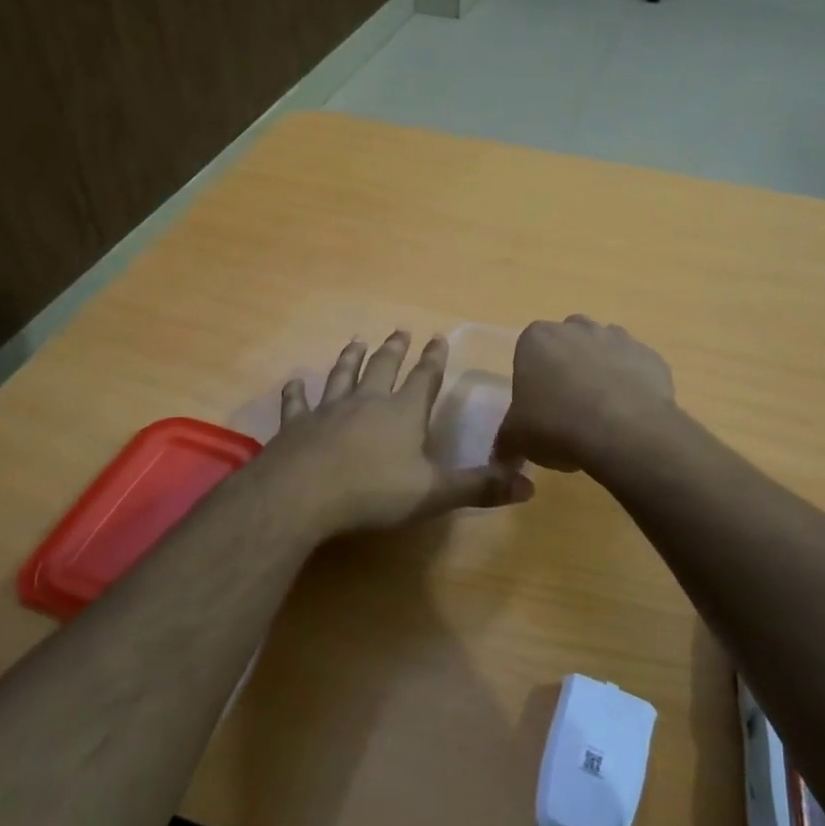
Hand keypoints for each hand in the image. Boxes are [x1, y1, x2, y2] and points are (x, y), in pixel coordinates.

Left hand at [260, 331, 533, 538]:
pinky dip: (297, 392)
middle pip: (383, 367)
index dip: (434, 359)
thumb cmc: (373, 493)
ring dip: (350, 358)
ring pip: (342, 375)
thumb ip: (479, 488)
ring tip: (356, 340)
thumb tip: (530, 485)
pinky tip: (295, 382)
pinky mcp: (295, 426)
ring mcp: (328, 410)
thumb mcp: (434, 494)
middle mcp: (367, 402)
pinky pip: (297, 403)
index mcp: (403, 414)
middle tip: (400, 330)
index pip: (425, 379)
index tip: (438, 337)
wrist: (302, 495)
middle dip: (395, 349)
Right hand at [494, 315, 675, 472]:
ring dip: (602, 372)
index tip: (540, 407)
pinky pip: (636, 368)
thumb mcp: (516, 439)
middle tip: (569, 408)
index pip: (529, 352)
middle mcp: (577, 328)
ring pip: (604, 351)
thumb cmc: (556, 426)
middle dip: (568, 368)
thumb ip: (506, 442)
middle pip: (568, 344)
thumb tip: (502, 456)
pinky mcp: (650, 355)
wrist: (622, 432)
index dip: (534, 379)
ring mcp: (617, 337)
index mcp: (537, 338)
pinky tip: (630, 416)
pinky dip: (633, 385)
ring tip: (602, 413)